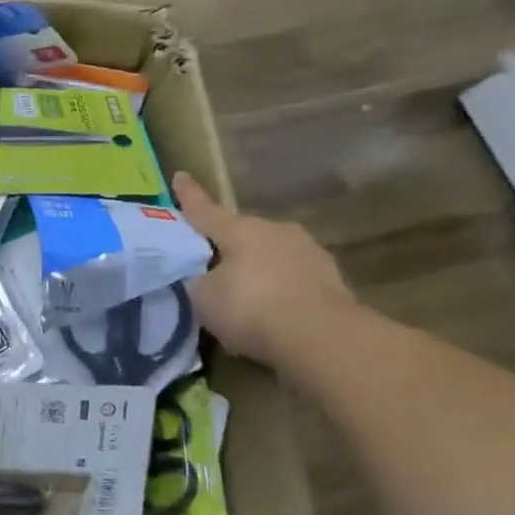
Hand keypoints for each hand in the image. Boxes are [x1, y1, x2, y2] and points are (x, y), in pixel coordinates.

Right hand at [174, 172, 353, 367]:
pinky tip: (272, 313)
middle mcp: (275, 231)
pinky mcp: (333, 281)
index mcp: (240, 229)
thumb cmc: (250, 307)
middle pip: (242, 234)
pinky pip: (293, 280)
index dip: (188, 196)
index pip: (204, 210)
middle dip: (227, 245)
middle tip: (210, 264)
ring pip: (271, 256)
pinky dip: (280, 291)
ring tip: (244, 295)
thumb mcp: (203, 296)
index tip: (180, 176)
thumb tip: (206, 278)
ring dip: (257, 269)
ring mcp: (309, 253)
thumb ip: (199, 280)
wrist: (321, 338)